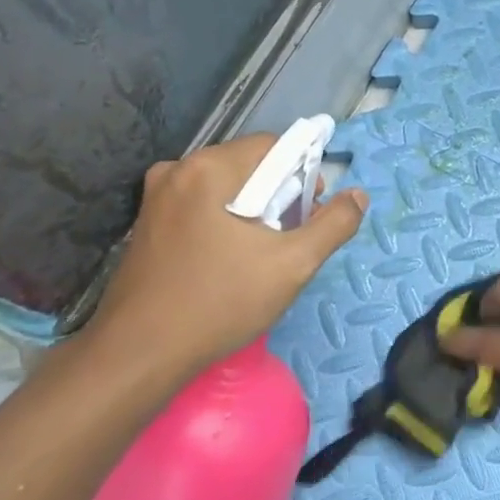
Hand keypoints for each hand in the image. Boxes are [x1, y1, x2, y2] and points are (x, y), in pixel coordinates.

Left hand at [84, 134, 366, 382]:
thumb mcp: (293, 264)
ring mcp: (156, 198)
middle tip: (292, 240)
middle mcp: (177, 170)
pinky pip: (201, 208)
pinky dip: (225, 223)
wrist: (141, 352)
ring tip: (264, 255)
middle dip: (279, 196)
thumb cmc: (221, 302)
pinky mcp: (147, 224)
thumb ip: (333, 225)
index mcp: (209, 168)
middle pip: (248, 166)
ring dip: (254, 212)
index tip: (312, 214)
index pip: (274, 146)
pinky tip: (231, 261)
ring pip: (225, 189)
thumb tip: (358, 195)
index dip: (304, 175)